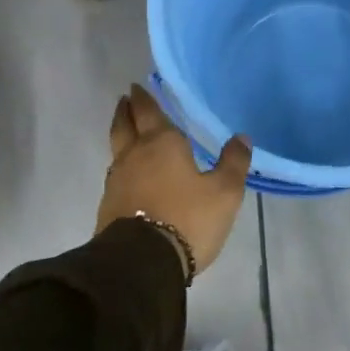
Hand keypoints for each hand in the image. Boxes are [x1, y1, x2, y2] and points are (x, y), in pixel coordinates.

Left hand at [97, 85, 250, 276]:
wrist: (141, 264)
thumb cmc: (187, 218)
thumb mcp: (224, 192)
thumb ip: (233, 163)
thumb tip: (241, 138)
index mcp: (161, 143)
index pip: (149, 111)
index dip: (143, 98)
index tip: (136, 87)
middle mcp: (134, 155)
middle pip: (124, 125)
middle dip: (125, 110)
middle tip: (125, 99)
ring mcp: (117, 181)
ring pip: (117, 149)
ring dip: (121, 136)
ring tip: (128, 134)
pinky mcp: (108, 206)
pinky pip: (116, 175)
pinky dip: (122, 167)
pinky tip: (130, 175)